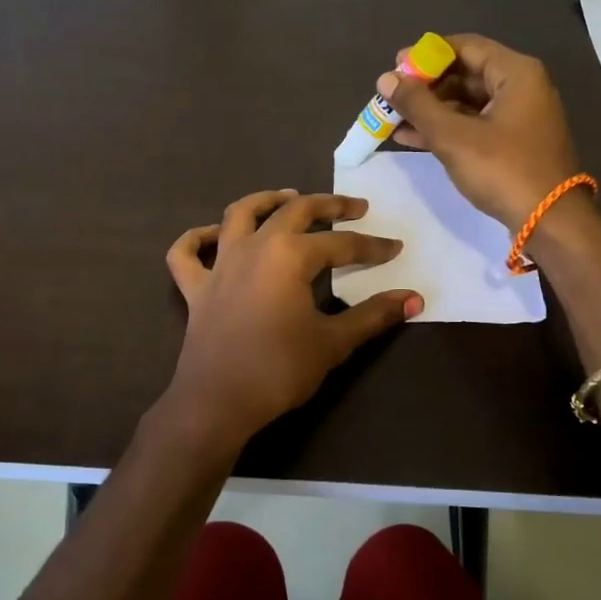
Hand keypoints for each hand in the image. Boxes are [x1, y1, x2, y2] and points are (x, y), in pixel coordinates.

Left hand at [164, 190, 421, 441]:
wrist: (218, 402)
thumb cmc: (279, 370)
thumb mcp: (333, 342)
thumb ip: (373, 315)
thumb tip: (414, 299)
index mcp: (290, 255)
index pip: (340, 244)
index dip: (372, 246)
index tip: (395, 249)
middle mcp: (254, 247)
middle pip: (293, 211)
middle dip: (327, 206)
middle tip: (353, 208)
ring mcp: (220, 264)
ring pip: (239, 215)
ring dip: (265, 200)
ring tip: (288, 197)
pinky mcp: (196, 288)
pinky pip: (187, 253)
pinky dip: (197, 238)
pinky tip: (213, 235)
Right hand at [383, 33, 583, 229]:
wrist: (549, 221)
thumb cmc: (503, 170)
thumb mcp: (454, 136)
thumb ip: (417, 105)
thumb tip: (386, 79)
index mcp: (515, 73)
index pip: (465, 47)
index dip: (427, 55)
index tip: (395, 67)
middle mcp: (521, 87)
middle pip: (465, 73)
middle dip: (425, 85)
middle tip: (390, 96)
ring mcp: (518, 116)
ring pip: (466, 102)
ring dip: (430, 110)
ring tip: (392, 118)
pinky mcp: (512, 143)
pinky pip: (473, 124)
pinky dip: (444, 128)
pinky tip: (410, 137)